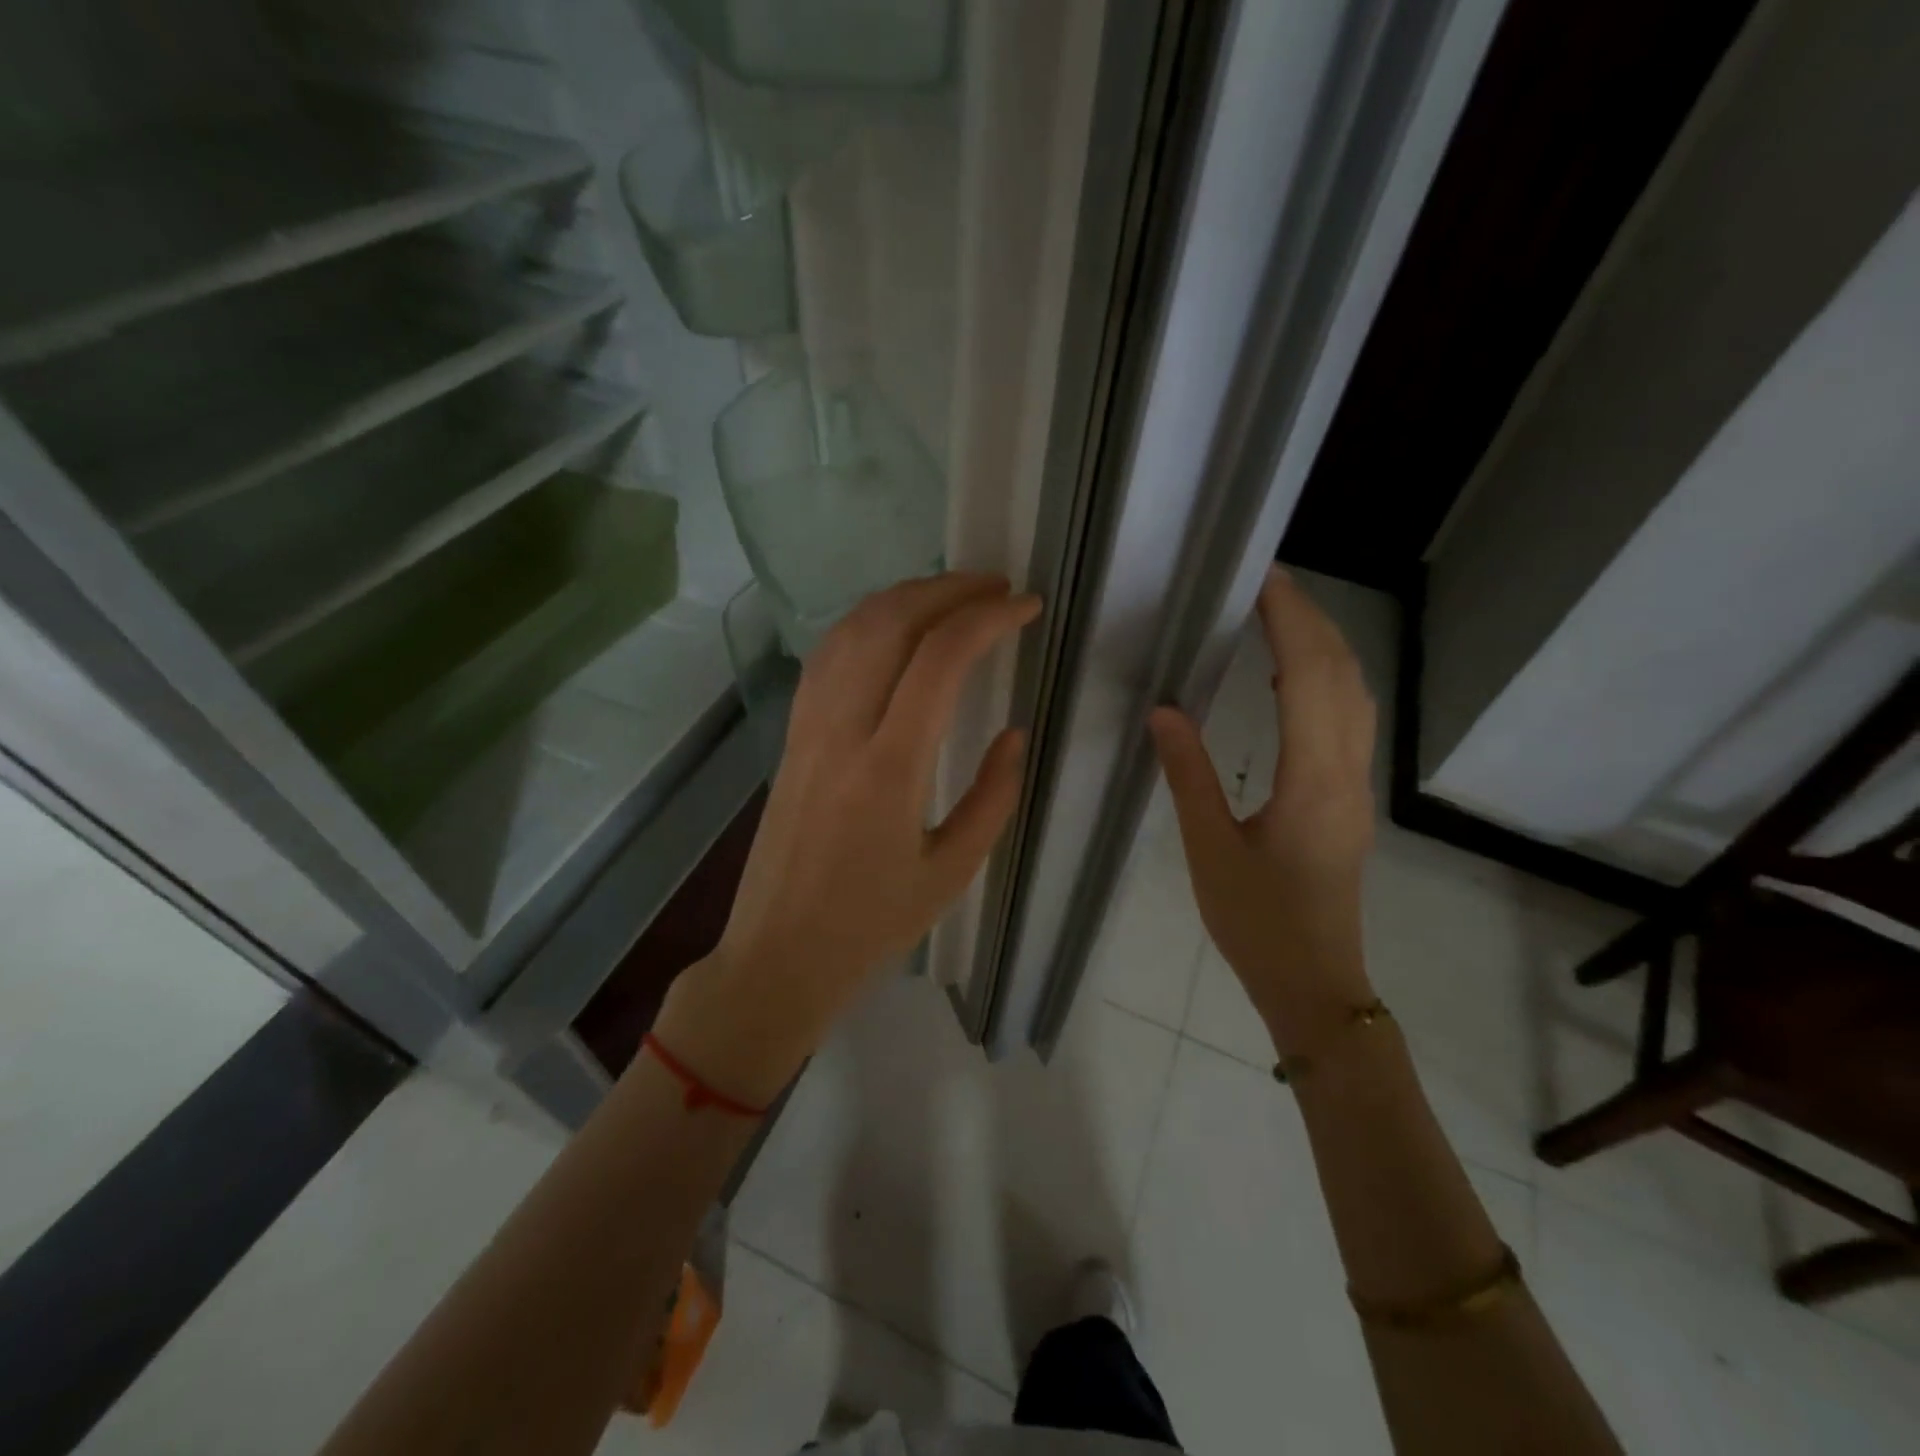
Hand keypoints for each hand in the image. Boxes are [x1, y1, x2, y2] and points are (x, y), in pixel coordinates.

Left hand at [654, 573, 1040, 1103]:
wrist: (778, 954)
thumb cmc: (870, 925)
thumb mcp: (952, 871)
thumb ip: (993, 796)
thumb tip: (1014, 734)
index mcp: (889, 770)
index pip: (939, 660)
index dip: (987, 619)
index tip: (1026, 606)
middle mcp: (841, 732)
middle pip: (889, 624)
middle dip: (947, 590)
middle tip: (994, 586)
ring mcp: (807, 728)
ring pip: (850, 630)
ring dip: (904, 597)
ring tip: (951, 594)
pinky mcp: (790, 735)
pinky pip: (826, 657)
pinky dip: (865, 623)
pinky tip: (892, 626)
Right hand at [1148, 567, 1377, 1056]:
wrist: (1315, 984)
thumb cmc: (1258, 923)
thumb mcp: (1210, 851)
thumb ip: (1189, 775)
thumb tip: (1164, 710)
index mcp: (1313, 781)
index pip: (1309, 678)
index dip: (1290, 621)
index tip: (1261, 579)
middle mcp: (1346, 773)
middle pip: (1343, 676)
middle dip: (1310, 619)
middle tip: (1265, 582)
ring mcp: (1355, 787)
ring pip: (1353, 697)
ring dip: (1323, 647)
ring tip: (1278, 615)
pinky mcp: (1348, 800)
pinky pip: (1347, 721)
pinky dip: (1324, 681)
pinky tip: (1291, 679)